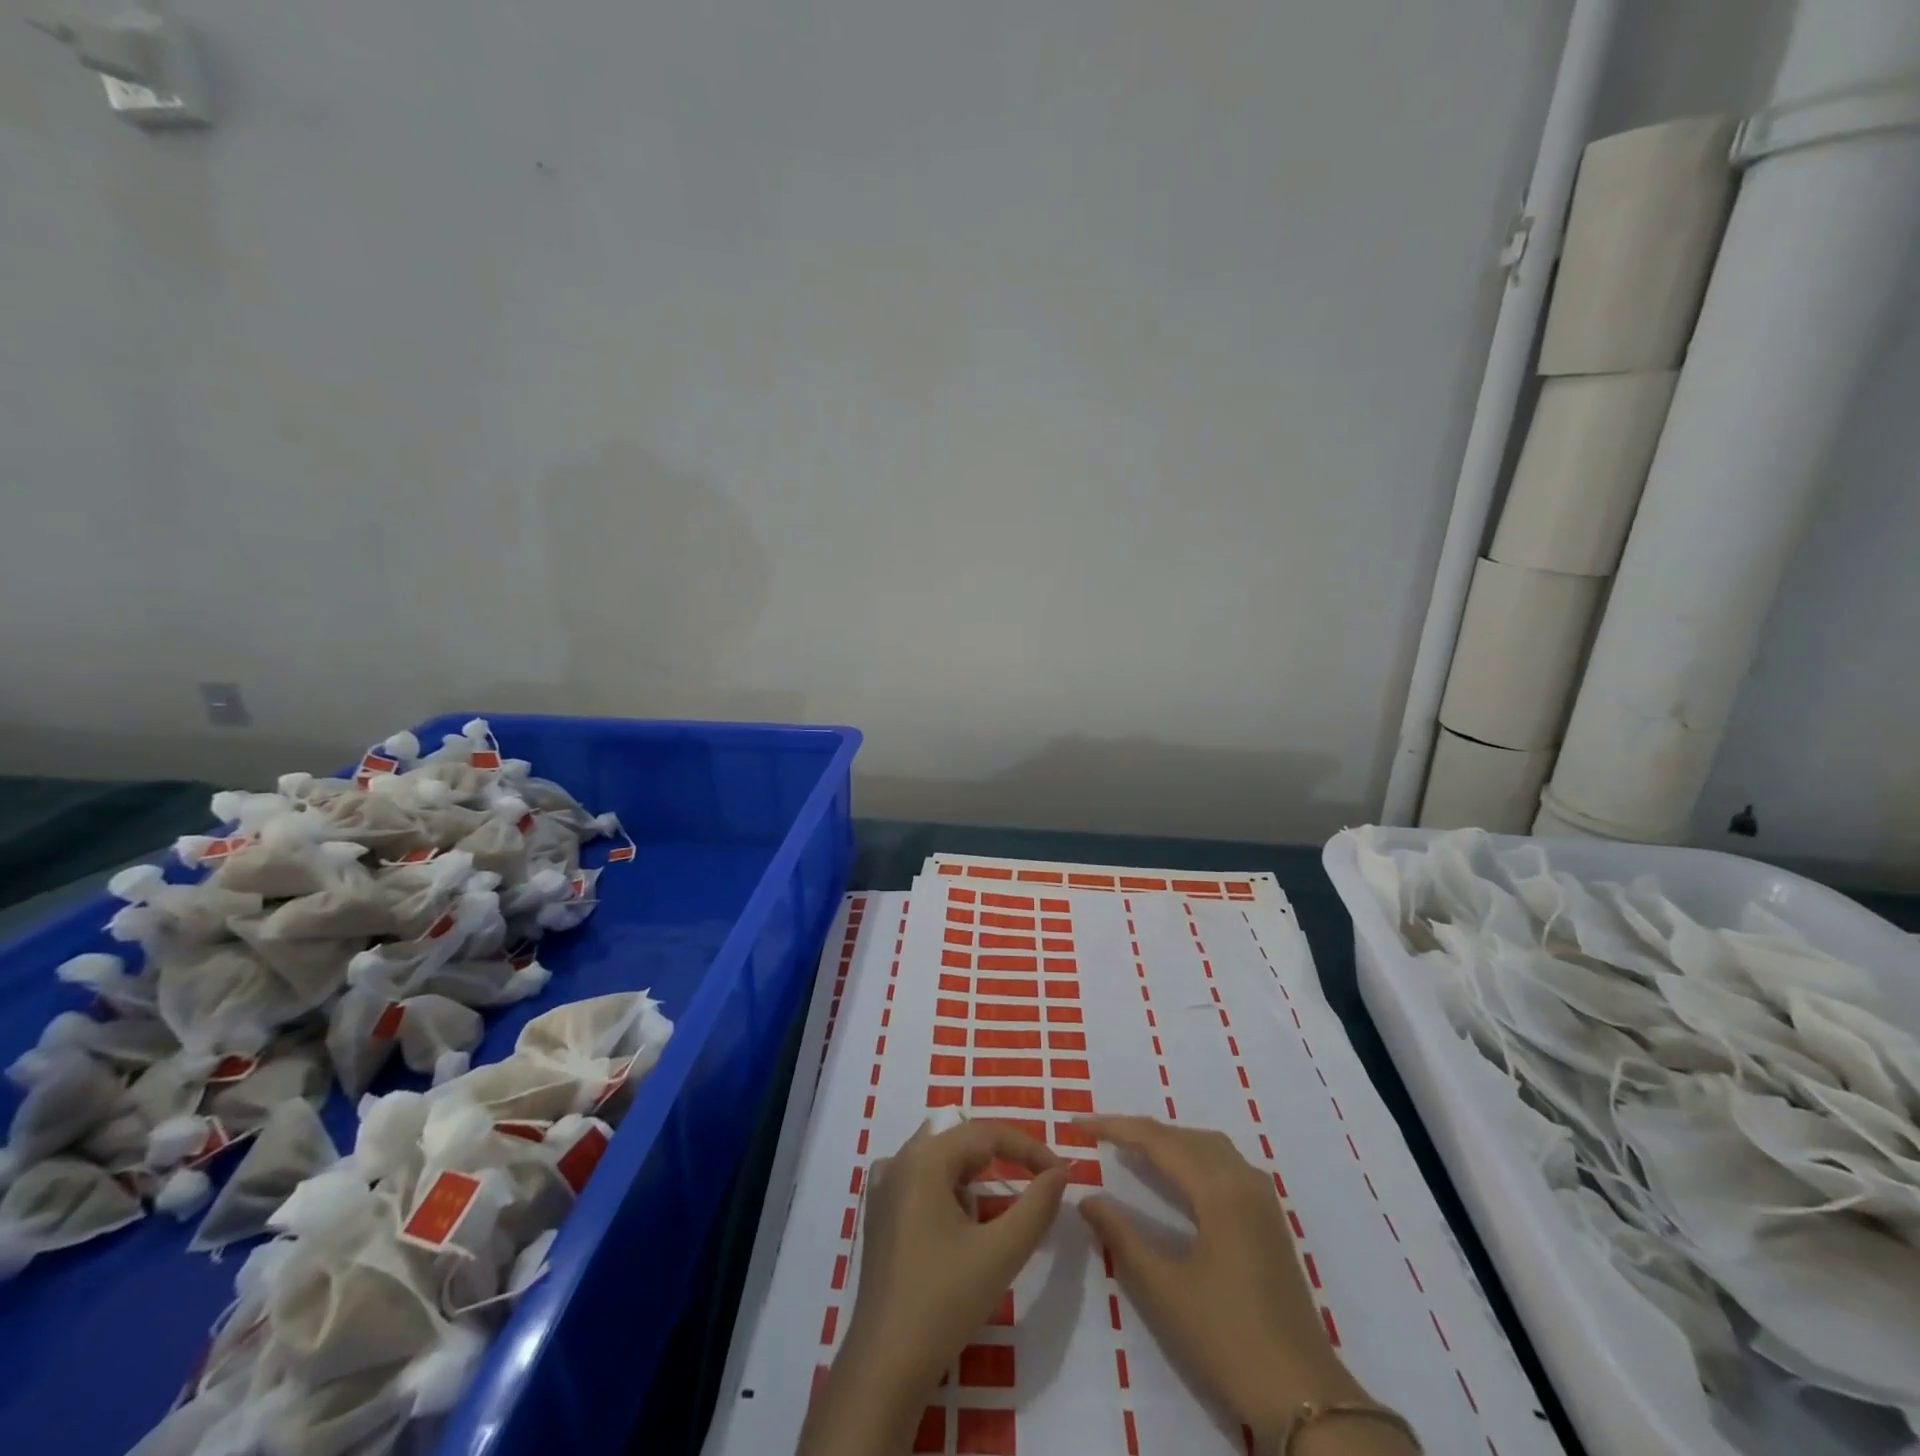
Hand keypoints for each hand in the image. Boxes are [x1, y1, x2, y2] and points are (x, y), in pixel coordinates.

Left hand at [798, 1119, 1069, 1455]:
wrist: (884, 1367)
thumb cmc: (943, 1303)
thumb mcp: (1000, 1254)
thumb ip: (1036, 1207)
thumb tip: (1059, 1173)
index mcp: (925, 1158)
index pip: (986, 1133)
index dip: (1028, 1148)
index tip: (1060, 1173)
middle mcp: (900, 1160)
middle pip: (960, 1139)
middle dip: (1001, 1156)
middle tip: (1036, 1181)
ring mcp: (883, 1187)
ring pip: (940, 1158)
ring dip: (973, 1173)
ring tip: (997, 1209)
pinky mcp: (878, 1214)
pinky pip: (921, 1180)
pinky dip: (947, 1188)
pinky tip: (958, 1223)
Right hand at [1079, 1116, 1375, 1450]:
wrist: (1303, 1395)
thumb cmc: (1227, 1339)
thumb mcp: (1163, 1288)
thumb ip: (1121, 1236)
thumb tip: (1086, 1197)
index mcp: (1219, 1189)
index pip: (1156, 1139)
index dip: (1113, 1127)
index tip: (1077, 1124)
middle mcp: (1243, 1179)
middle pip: (1183, 1136)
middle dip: (1138, 1130)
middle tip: (1097, 1135)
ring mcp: (1261, 1197)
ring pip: (1206, 1146)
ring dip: (1167, 1141)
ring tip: (1129, 1148)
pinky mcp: (1268, 1217)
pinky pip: (1223, 1163)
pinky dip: (1191, 1156)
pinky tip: (1175, 1176)